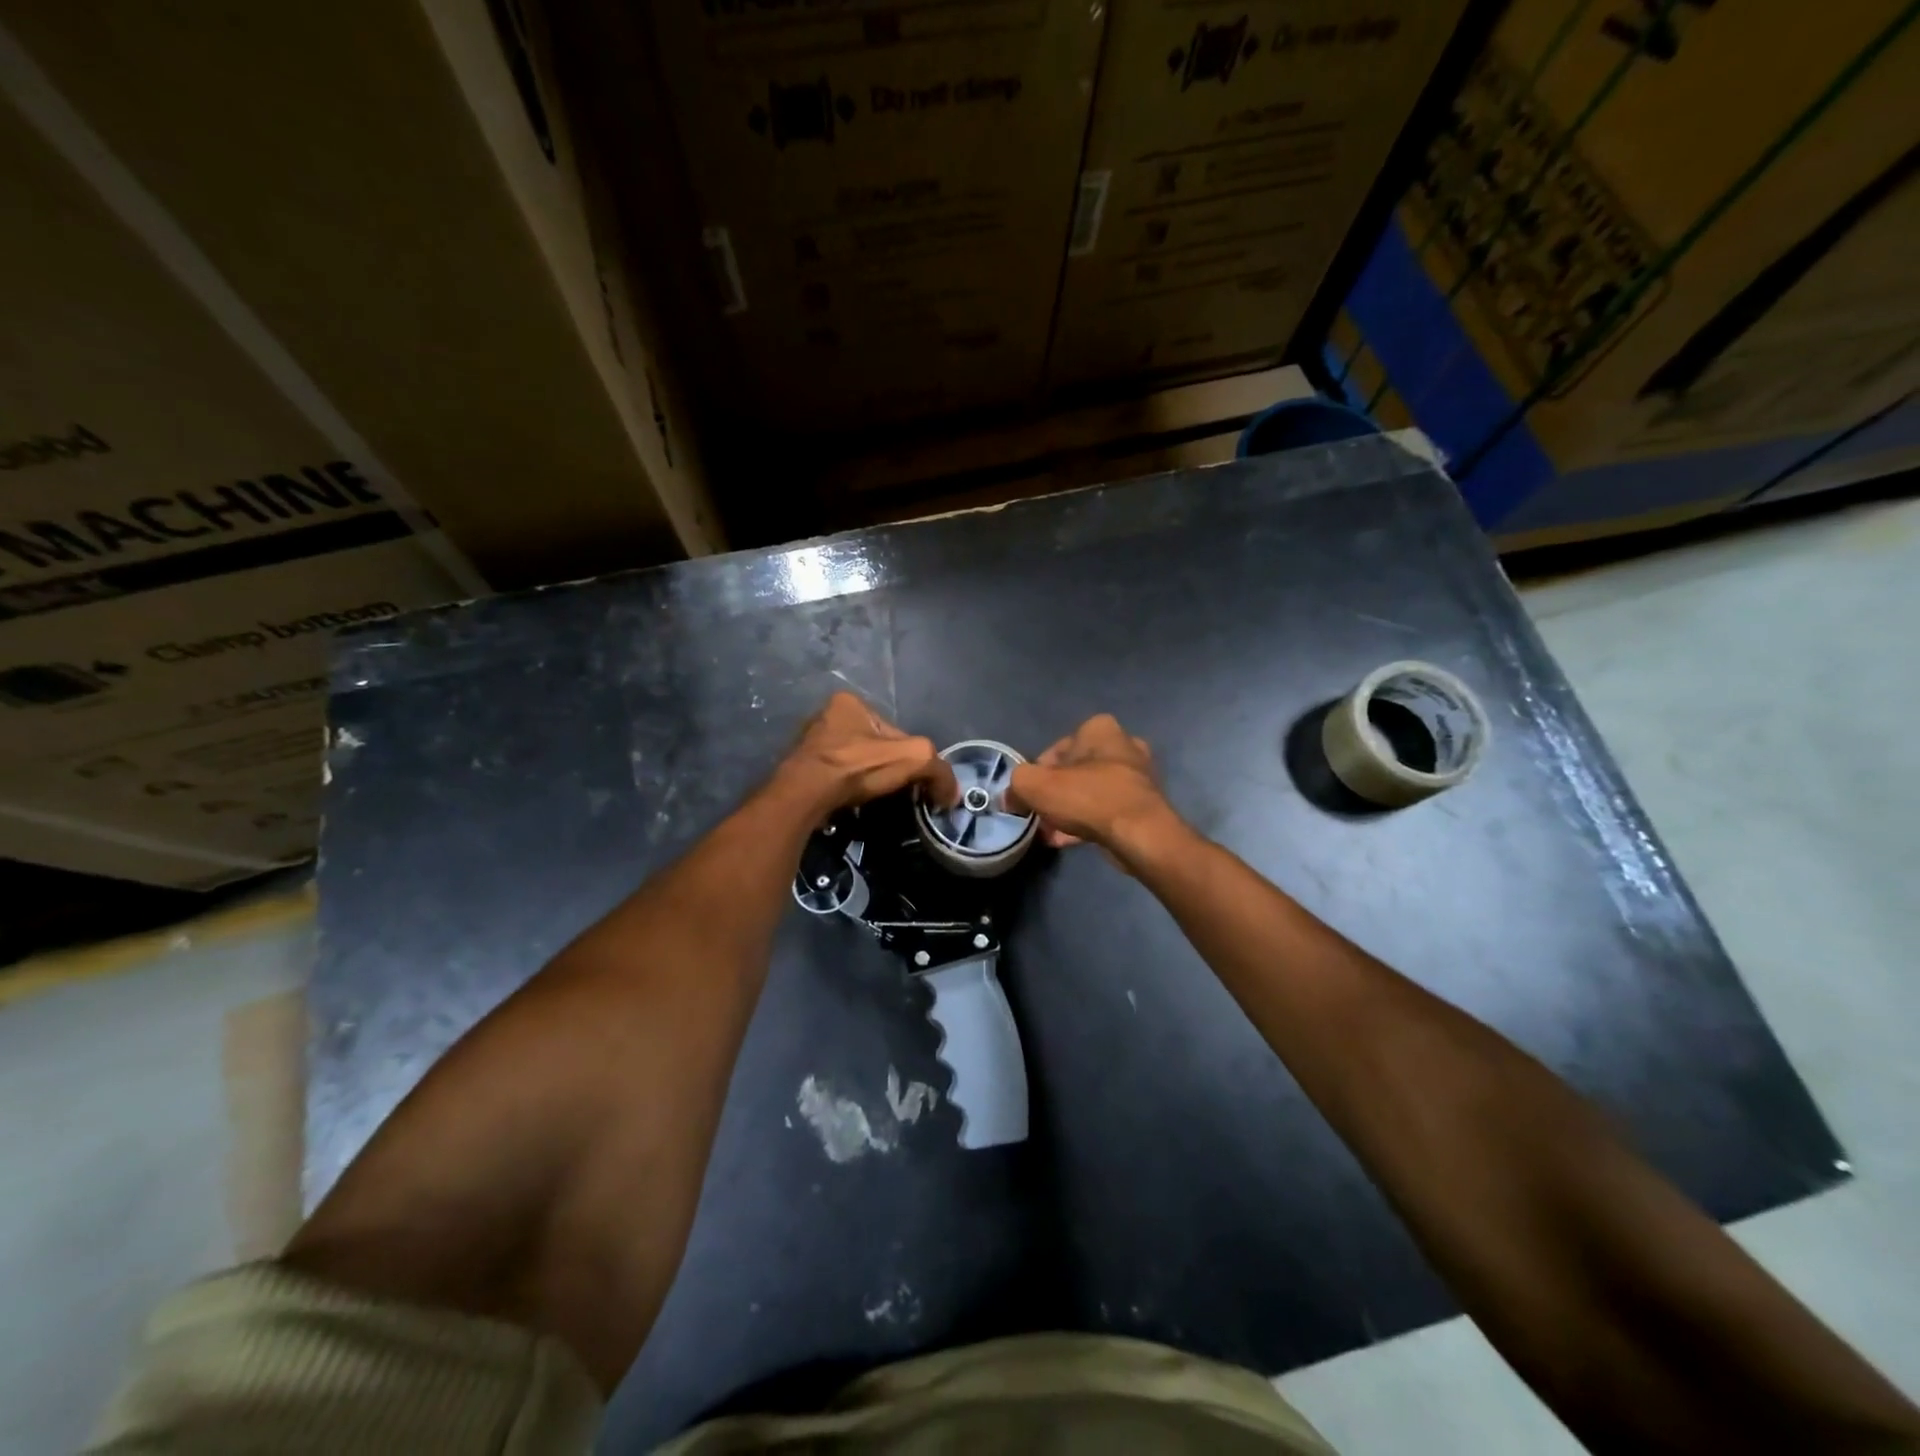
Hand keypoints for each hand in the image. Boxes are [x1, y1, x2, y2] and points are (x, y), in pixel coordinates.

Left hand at [779, 692, 957, 811]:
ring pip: (855, 762)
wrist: (804, 795)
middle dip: (888, 768)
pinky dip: (848, 790)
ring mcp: (811, 743)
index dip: (910, 757)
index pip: (895, 731)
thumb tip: (952, 794)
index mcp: (850, 702)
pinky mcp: (802, 769)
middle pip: (875, 746)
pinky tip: (852, 803)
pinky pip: (836, 778)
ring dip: (867, 780)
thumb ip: (938, 770)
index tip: (915, 781)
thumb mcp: (912, 759)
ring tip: (874, 801)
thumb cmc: (856, 766)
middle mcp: (827, 716)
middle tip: (896, 792)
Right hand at [1007, 714, 1183, 864]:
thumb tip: (1011, 797)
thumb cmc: (1087, 797)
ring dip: (1071, 810)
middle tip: (1040, 814)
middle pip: (1075, 771)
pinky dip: (1088, 822)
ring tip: (1052, 832)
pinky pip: (1106, 810)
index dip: (1037, 774)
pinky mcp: (1145, 805)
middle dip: (1056, 793)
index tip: (1028, 796)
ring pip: (1091, 792)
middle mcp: (1124, 745)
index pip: (1056, 749)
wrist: (1139, 834)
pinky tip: (1068, 841)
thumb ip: (1017, 784)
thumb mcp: (1035, 785)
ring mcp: (1139, 776)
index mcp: (1100, 729)